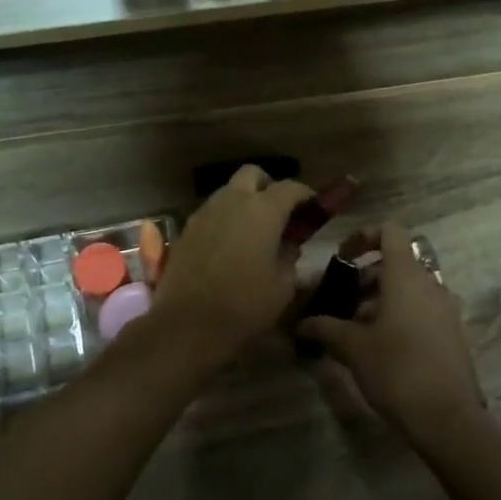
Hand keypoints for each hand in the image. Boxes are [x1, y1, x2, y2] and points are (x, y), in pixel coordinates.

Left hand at [153, 166, 313, 358]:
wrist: (187, 324)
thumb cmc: (244, 305)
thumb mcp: (283, 286)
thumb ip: (290, 256)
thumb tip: (288, 245)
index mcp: (263, 210)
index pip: (290, 188)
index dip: (305, 194)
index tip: (314, 206)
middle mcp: (232, 201)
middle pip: (253, 175)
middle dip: (268, 186)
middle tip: (279, 212)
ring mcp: (205, 212)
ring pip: (228, 191)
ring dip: (244, 201)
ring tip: (254, 231)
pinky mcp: (186, 229)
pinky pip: (211, 212)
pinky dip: (225, 219)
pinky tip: (230, 245)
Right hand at [297, 222, 487, 448]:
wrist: (448, 419)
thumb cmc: (397, 369)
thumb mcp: (352, 347)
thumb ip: (325, 328)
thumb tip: (301, 323)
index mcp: (407, 276)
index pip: (390, 232)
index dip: (363, 236)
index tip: (342, 258)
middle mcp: (430, 284)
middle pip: (396, 262)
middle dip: (365, 276)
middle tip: (342, 300)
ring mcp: (445, 309)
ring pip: (408, 288)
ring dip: (380, 298)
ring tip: (355, 328)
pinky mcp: (451, 334)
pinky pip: (420, 309)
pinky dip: (398, 315)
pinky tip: (378, 346)